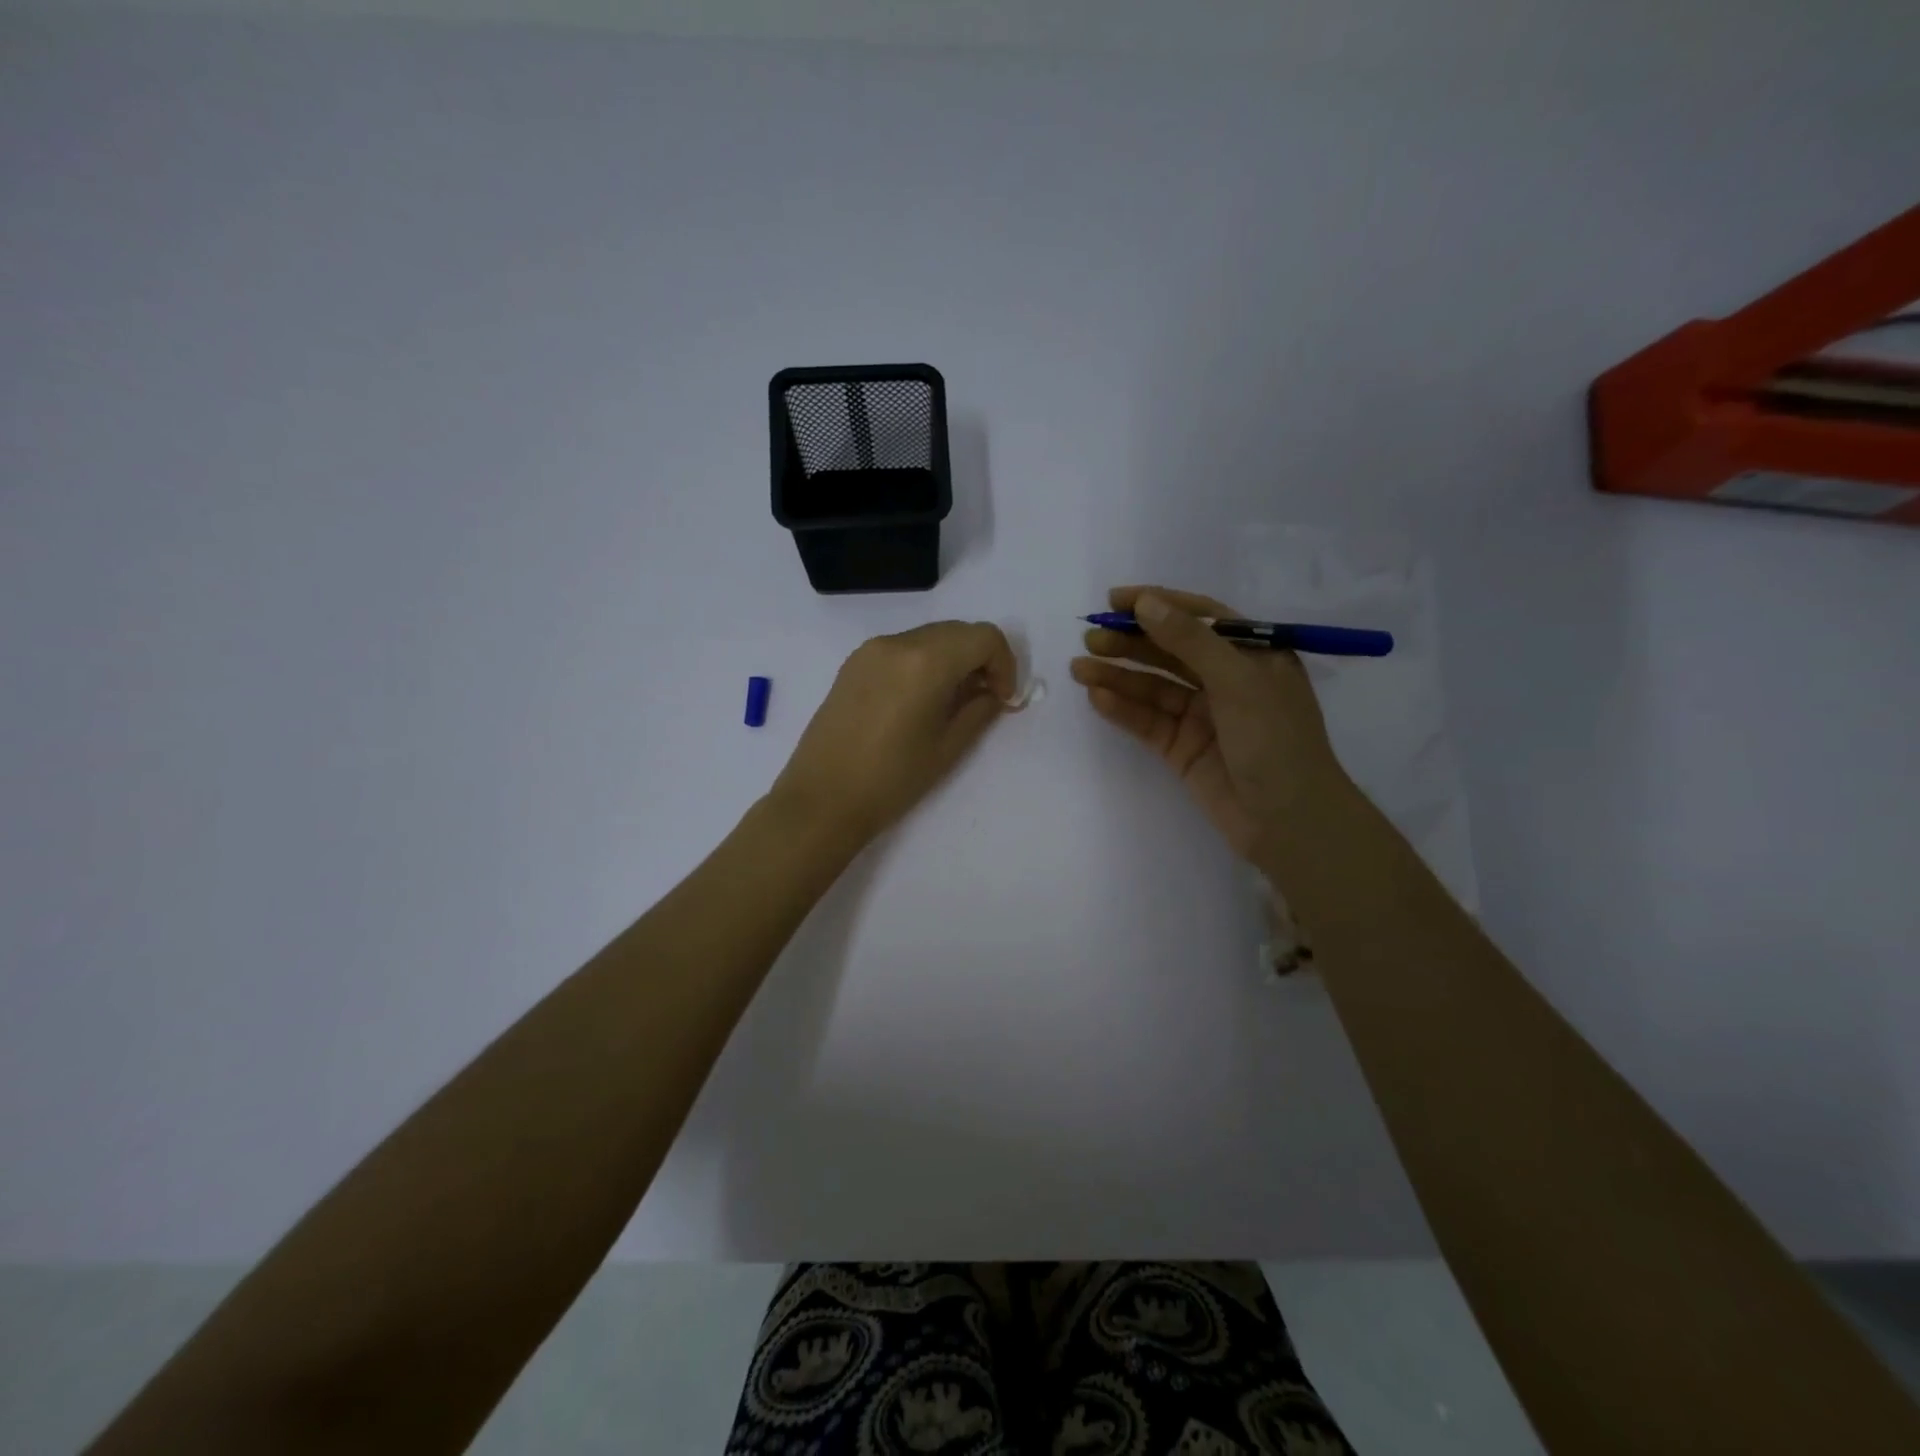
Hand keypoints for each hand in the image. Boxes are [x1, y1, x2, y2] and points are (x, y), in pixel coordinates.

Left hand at [771, 621, 1018, 846]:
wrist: (822, 800)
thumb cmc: (891, 780)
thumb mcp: (948, 747)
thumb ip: (980, 710)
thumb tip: (994, 693)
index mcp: (926, 661)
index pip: (984, 637)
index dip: (1005, 664)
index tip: (1004, 699)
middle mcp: (898, 643)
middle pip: (957, 631)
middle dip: (980, 659)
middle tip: (986, 699)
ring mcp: (870, 650)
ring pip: (929, 637)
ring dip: (952, 660)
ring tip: (953, 702)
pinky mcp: (853, 664)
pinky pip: (902, 649)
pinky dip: (924, 663)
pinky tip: (921, 700)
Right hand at [1070, 585, 1350, 863]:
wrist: (1288, 821)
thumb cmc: (1276, 739)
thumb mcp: (1238, 680)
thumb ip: (1190, 640)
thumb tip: (1146, 603)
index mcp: (1251, 654)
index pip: (1199, 617)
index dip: (1158, 604)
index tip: (1115, 600)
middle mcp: (1225, 679)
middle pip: (1169, 651)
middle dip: (1130, 642)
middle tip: (1091, 637)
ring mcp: (1201, 715)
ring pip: (1152, 686)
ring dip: (1117, 675)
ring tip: (1079, 667)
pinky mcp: (1181, 747)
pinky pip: (1147, 720)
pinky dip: (1123, 708)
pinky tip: (1097, 697)